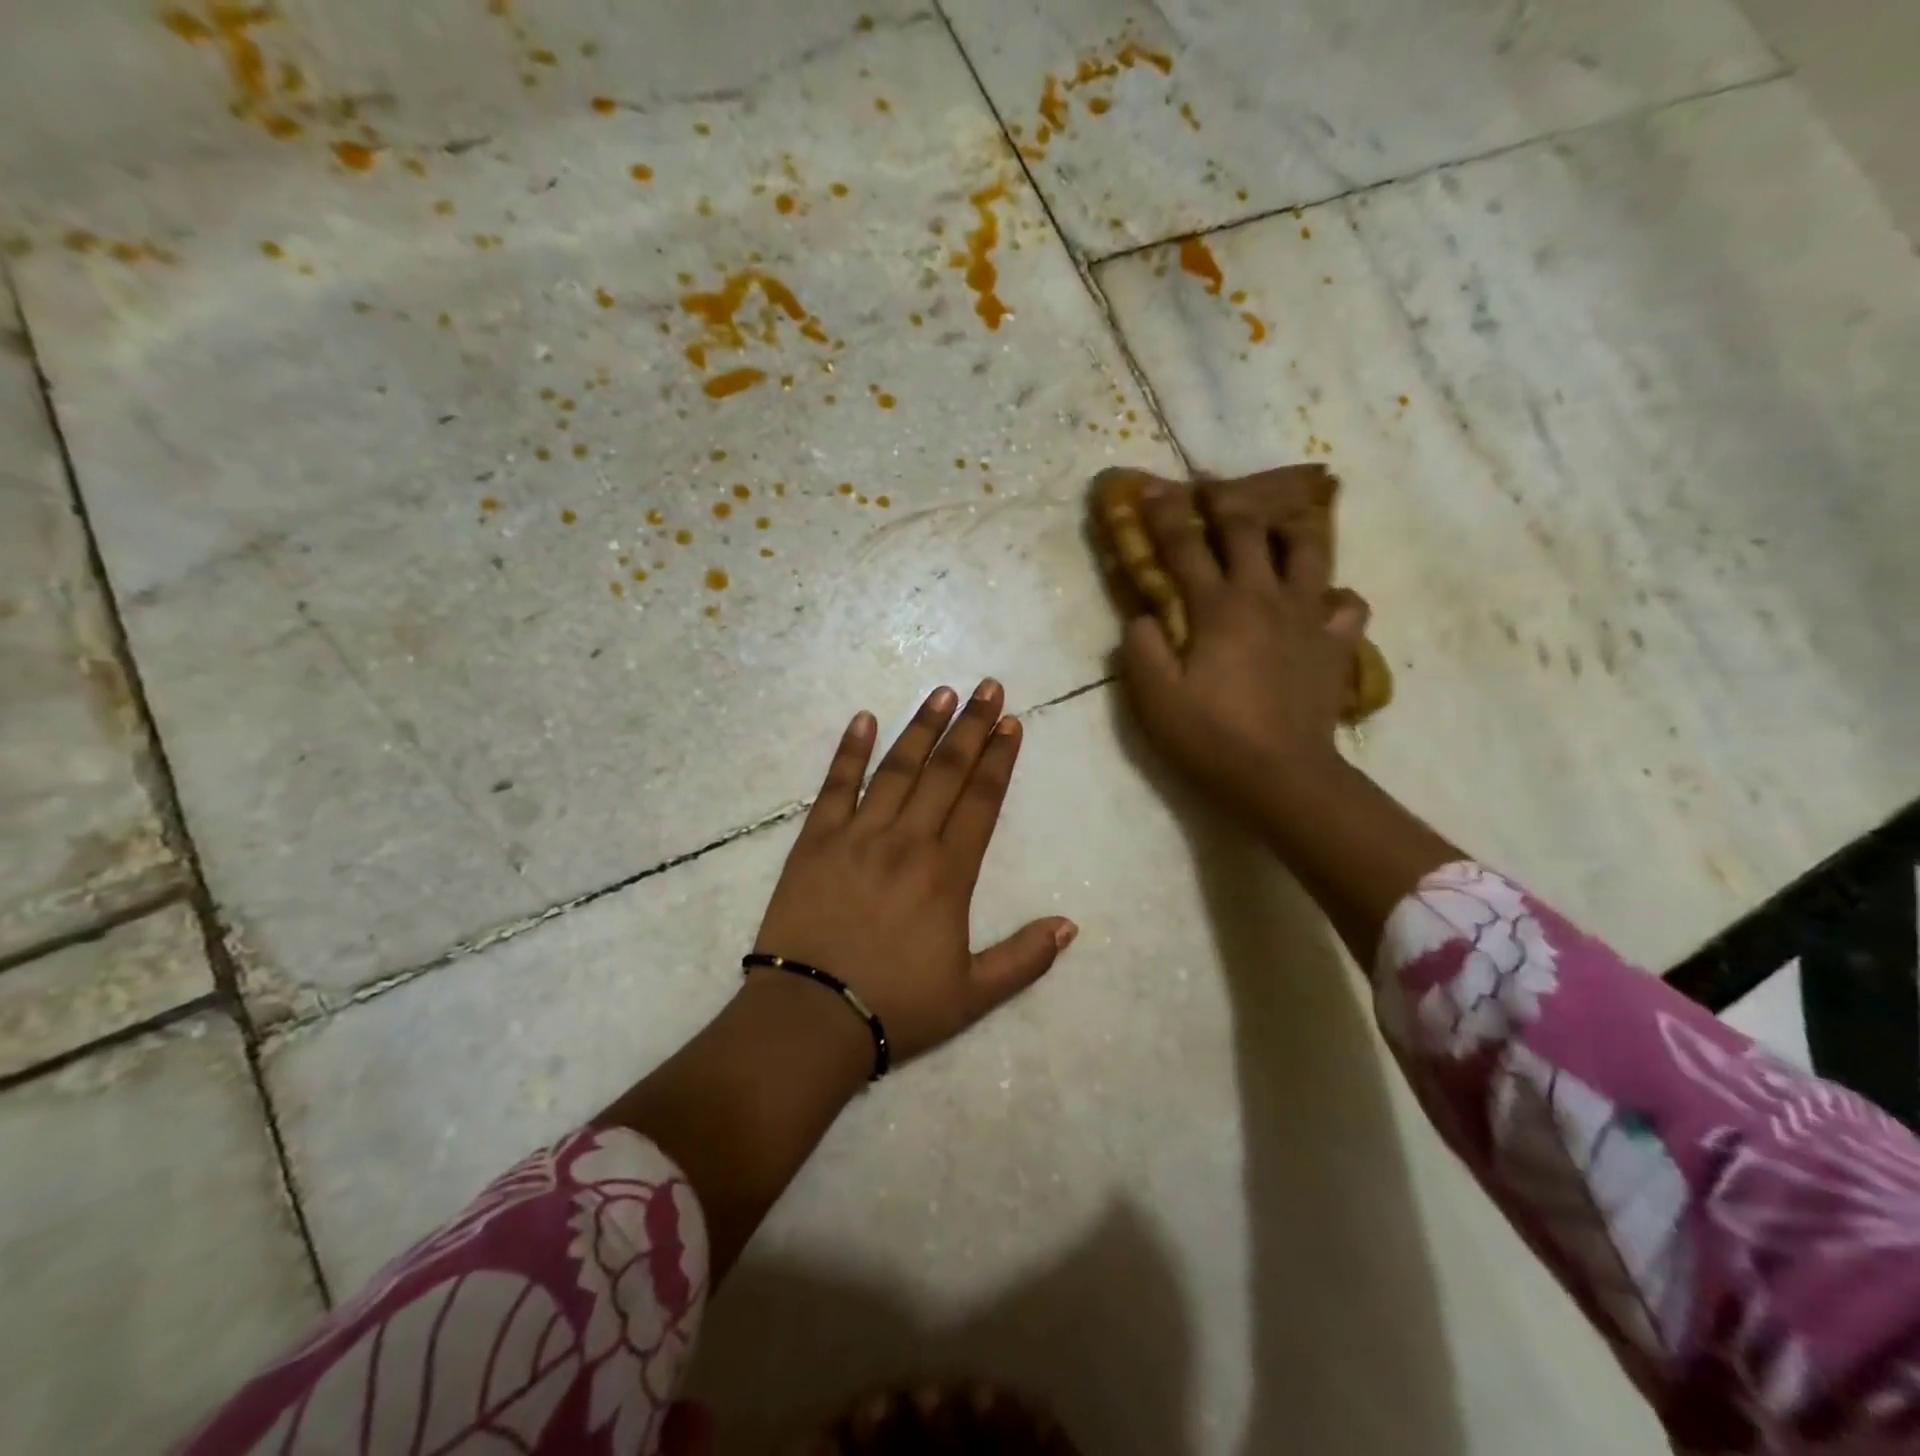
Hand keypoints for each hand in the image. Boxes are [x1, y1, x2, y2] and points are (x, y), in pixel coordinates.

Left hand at [753, 680, 1076, 1063]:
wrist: (810, 1018)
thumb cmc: (895, 1007)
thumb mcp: (973, 995)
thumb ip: (1024, 959)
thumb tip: (1070, 925)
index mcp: (948, 873)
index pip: (981, 801)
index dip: (999, 759)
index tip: (1011, 723)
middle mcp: (907, 841)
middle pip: (946, 772)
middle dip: (970, 727)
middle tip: (988, 687)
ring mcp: (858, 836)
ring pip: (897, 769)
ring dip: (921, 728)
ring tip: (941, 693)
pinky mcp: (815, 841)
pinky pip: (835, 787)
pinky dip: (849, 752)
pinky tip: (863, 720)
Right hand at [1118, 467, 1369, 819]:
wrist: (1281, 776)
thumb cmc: (1210, 736)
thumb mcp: (1153, 698)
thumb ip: (1140, 648)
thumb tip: (1143, 616)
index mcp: (1217, 607)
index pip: (1184, 547)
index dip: (1164, 514)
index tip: (1151, 487)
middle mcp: (1264, 597)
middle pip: (1248, 531)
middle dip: (1225, 499)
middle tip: (1211, 482)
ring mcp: (1307, 618)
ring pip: (1308, 551)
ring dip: (1291, 526)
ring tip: (1282, 516)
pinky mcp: (1335, 645)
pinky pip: (1347, 605)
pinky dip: (1335, 595)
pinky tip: (1323, 599)